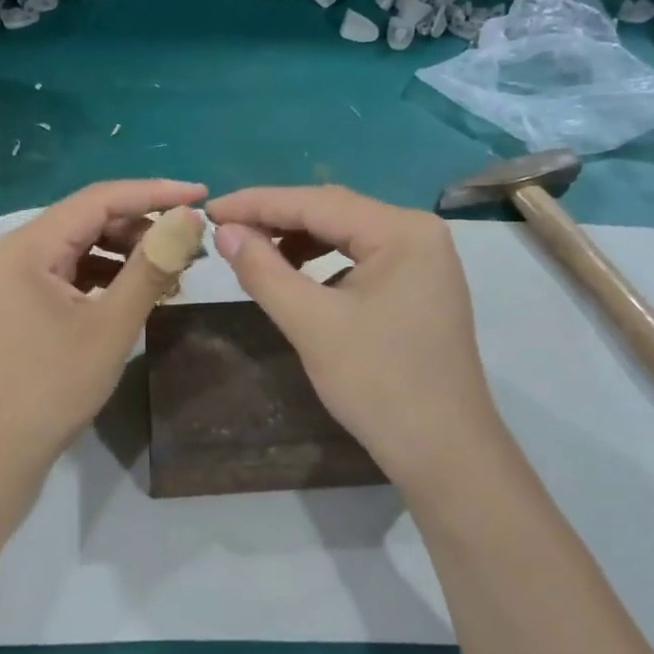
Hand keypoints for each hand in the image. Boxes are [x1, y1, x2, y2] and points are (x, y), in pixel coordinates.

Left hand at [0, 179, 207, 478]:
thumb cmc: (51, 387)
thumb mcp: (111, 326)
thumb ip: (151, 267)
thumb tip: (189, 218)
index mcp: (29, 245)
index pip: (100, 199)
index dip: (156, 193)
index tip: (203, 195)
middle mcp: (18, 251)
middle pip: (90, 220)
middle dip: (144, 227)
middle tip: (193, 243)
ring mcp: (18, 279)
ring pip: (84, 247)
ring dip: (130, 253)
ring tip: (175, 270)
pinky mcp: (25, 304)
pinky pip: (74, 274)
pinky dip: (110, 277)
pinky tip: (141, 292)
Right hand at [206, 186, 502, 487]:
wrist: (443, 451)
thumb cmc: (378, 383)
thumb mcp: (312, 324)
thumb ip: (264, 271)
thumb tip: (225, 232)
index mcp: (402, 230)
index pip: (317, 202)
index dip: (257, 203)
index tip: (210, 209)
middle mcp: (419, 233)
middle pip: (335, 212)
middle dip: (277, 219)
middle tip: (225, 230)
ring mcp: (424, 261)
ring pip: (348, 236)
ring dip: (299, 240)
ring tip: (254, 253)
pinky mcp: (420, 288)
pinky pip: (363, 260)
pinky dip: (324, 263)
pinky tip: (297, 276)